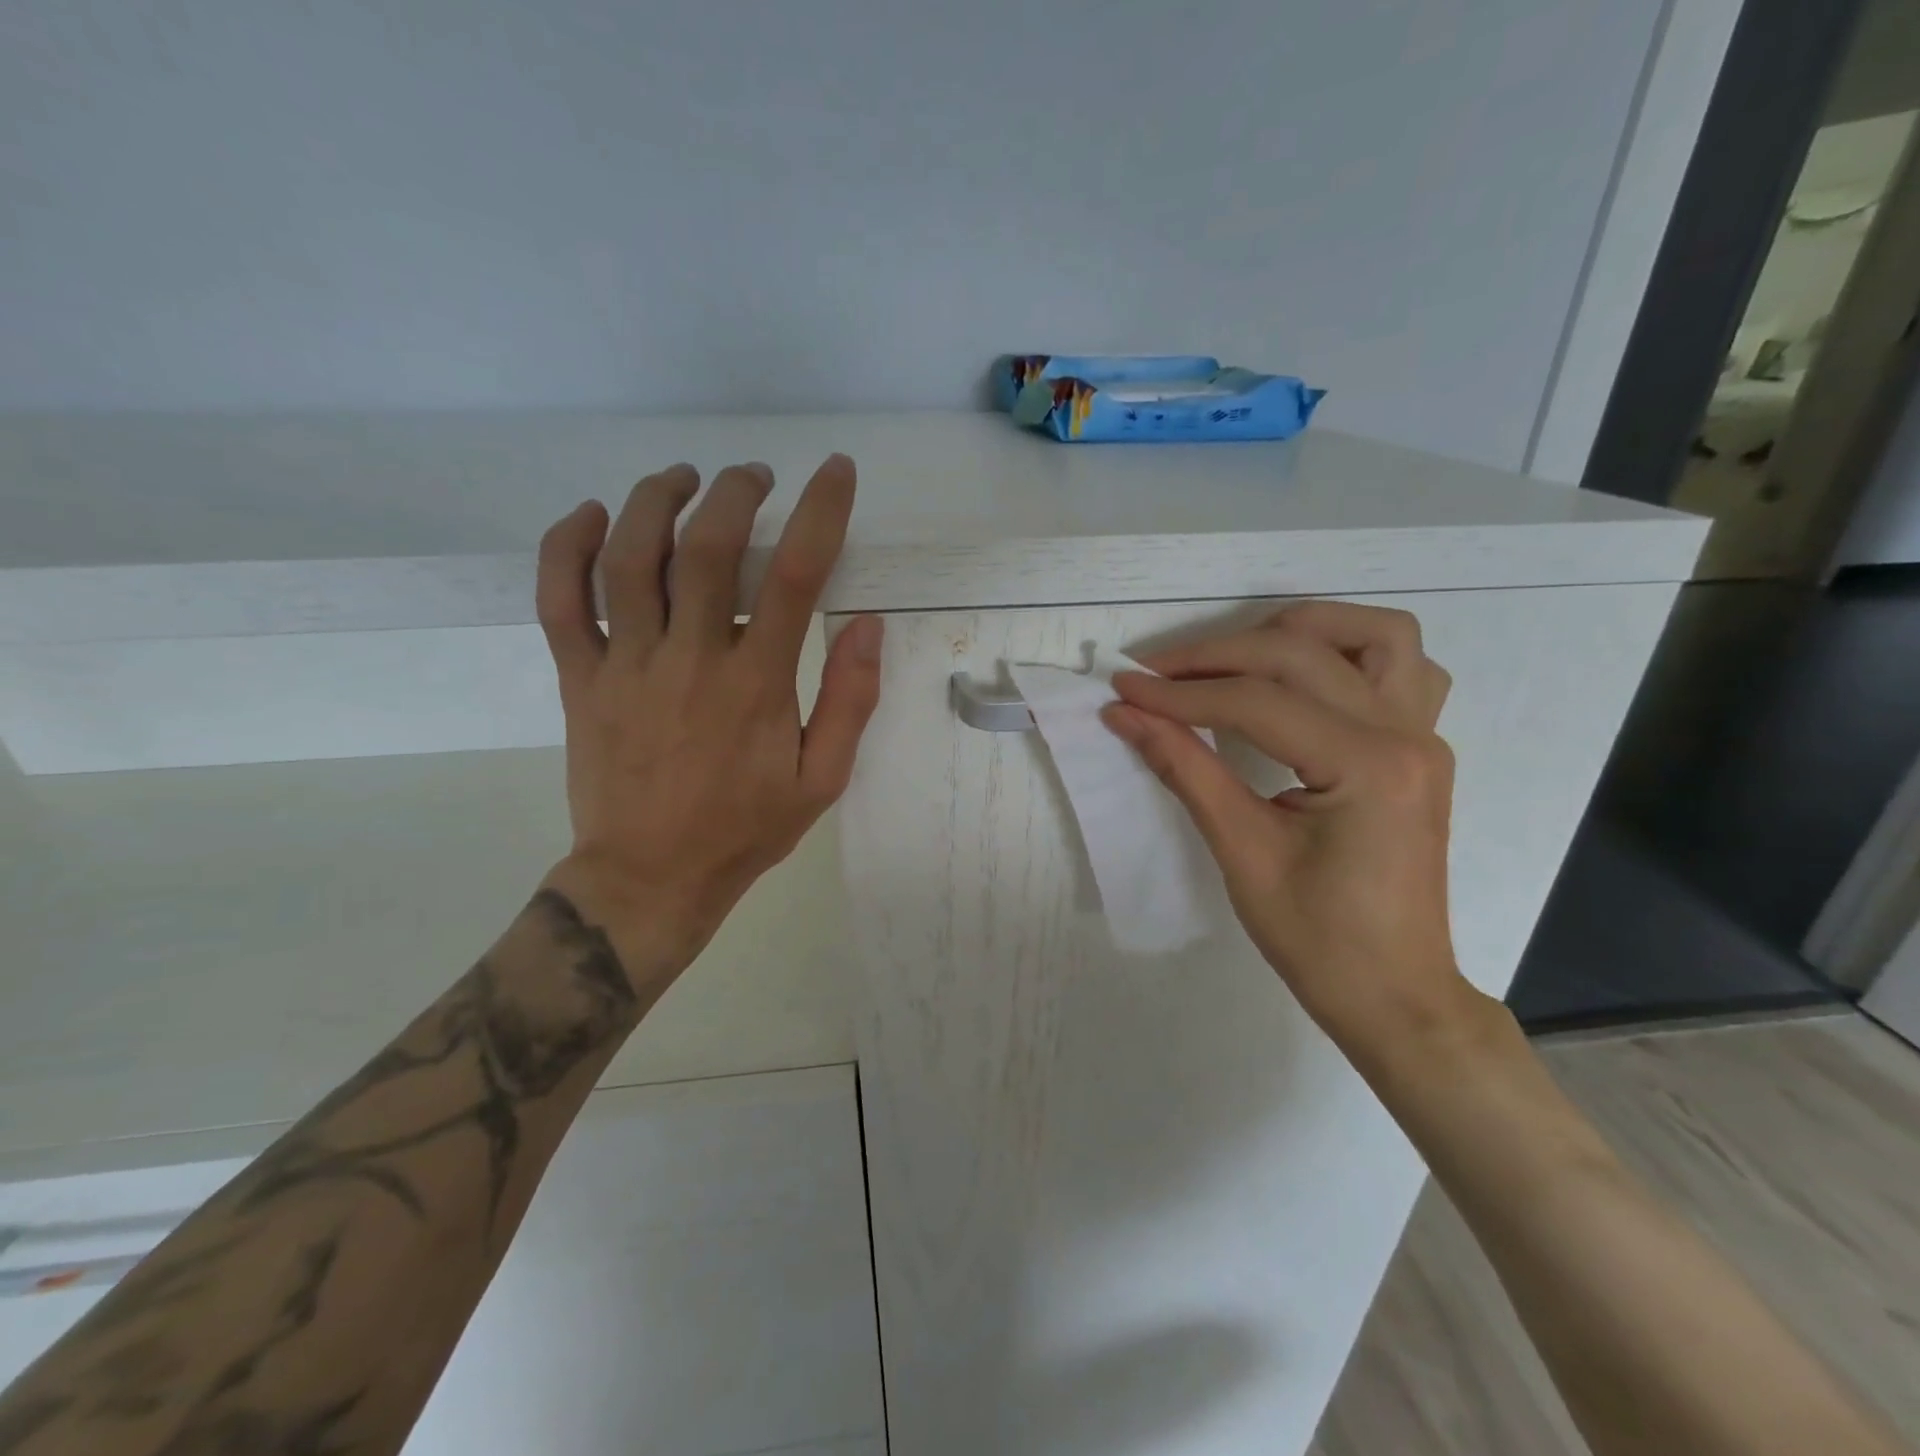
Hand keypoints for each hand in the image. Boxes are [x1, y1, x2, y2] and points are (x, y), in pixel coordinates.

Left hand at [534, 455, 882, 989]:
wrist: (649, 878)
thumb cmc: (744, 830)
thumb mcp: (821, 781)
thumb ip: (850, 703)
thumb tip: (867, 626)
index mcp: (755, 685)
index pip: (793, 577)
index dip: (819, 513)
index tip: (834, 473)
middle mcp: (689, 659)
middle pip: (705, 547)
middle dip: (735, 492)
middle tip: (754, 476)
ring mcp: (625, 665)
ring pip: (627, 557)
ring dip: (655, 500)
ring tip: (684, 477)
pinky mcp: (580, 678)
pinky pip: (559, 599)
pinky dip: (565, 546)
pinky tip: (590, 515)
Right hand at [1102, 601, 1471, 1054]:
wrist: (1394, 994)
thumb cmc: (1318, 940)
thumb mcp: (1241, 852)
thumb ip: (1184, 769)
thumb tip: (1125, 716)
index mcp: (1369, 767)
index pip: (1257, 703)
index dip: (1180, 694)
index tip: (1122, 690)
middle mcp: (1408, 735)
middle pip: (1301, 655)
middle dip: (1216, 656)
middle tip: (1153, 675)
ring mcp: (1424, 736)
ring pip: (1376, 635)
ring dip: (1300, 630)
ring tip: (1236, 656)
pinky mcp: (1420, 747)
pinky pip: (1403, 669)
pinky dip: (1350, 653)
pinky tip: (1306, 677)